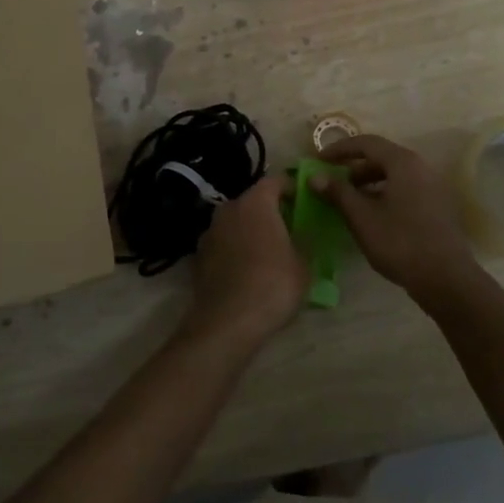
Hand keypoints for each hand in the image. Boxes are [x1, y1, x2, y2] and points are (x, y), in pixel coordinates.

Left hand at [185, 173, 306, 348]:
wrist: (227, 322)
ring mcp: (210, 232)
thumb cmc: (273, 285)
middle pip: (253, 201)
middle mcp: (229, 209)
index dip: (291, 187)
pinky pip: (224, 243)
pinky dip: (235, 249)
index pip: (275, 180)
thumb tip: (301, 236)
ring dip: (250, 230)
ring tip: (268, 251)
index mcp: (255, 203)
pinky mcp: (199, 255)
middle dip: (270, 210)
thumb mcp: (303, 264)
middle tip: (289, 228)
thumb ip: (303, 242)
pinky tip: (247, 270)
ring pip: (236, 222)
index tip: (304, 200)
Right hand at [311, 136, 482, 307]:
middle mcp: (420, 167)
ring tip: (349, 201)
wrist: (446, 279)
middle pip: (381, 157)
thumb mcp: (362, 217)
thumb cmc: (399, 242)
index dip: (340, 149)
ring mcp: (432, 186)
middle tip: (333, 183)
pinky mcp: (437, 206)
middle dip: (353, 168)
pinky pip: (405, 189)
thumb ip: (338, 192)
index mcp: (403, 162)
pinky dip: (384, 194)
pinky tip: (372, 215)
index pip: (366, 143)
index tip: (319, 160)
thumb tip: (315, 176)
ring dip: (368, 183)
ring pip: (394, 175)